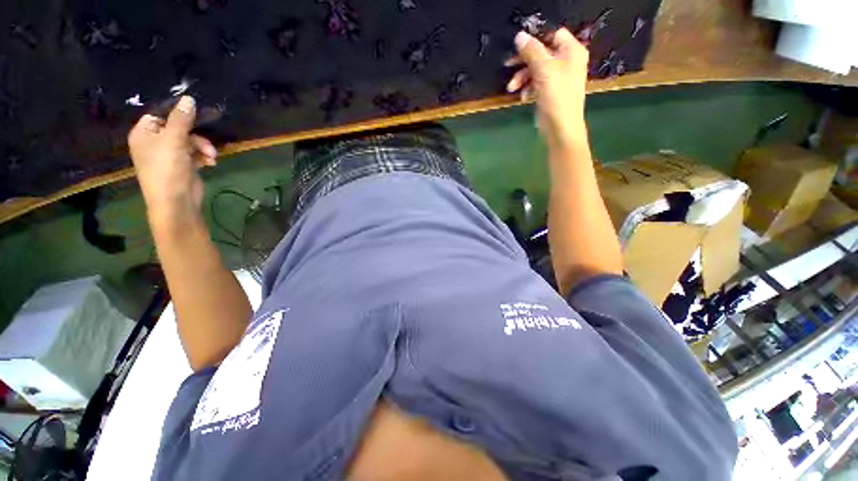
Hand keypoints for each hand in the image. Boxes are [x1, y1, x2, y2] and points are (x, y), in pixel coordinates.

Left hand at [128, 96, 217, 222]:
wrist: (176, 201)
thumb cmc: (167, 169)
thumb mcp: (174, 140)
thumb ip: (181, 119)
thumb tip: (188, 98)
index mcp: (144, 134)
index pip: (160, 115)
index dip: (177, 115)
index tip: (196, 115)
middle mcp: (155, 142)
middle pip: (178, 128)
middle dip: (196, 136)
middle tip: (206, 145)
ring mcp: (169, 155)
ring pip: (190, 141)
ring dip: (203, 147)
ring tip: (211, 157)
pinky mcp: (183, 165)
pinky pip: (195, 153)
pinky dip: (204, 157)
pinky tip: (210, 163)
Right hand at [506, 28, 588, 147]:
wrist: (560, 127)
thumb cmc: (557, 96)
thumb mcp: (544, 69)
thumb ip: (531, 51)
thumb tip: (519, 36)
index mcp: (571, 51)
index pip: (553, 35)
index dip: (536, 40)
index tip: (518, 48)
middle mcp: (567, 61)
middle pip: (542, 53)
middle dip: (524, 62)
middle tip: (508, 66)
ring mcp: (558, 77)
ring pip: (536, 69)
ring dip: (522, 77)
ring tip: (512, 88)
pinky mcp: (550, 91)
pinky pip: (536, 83)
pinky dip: (528, 87)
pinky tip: (522, 96)